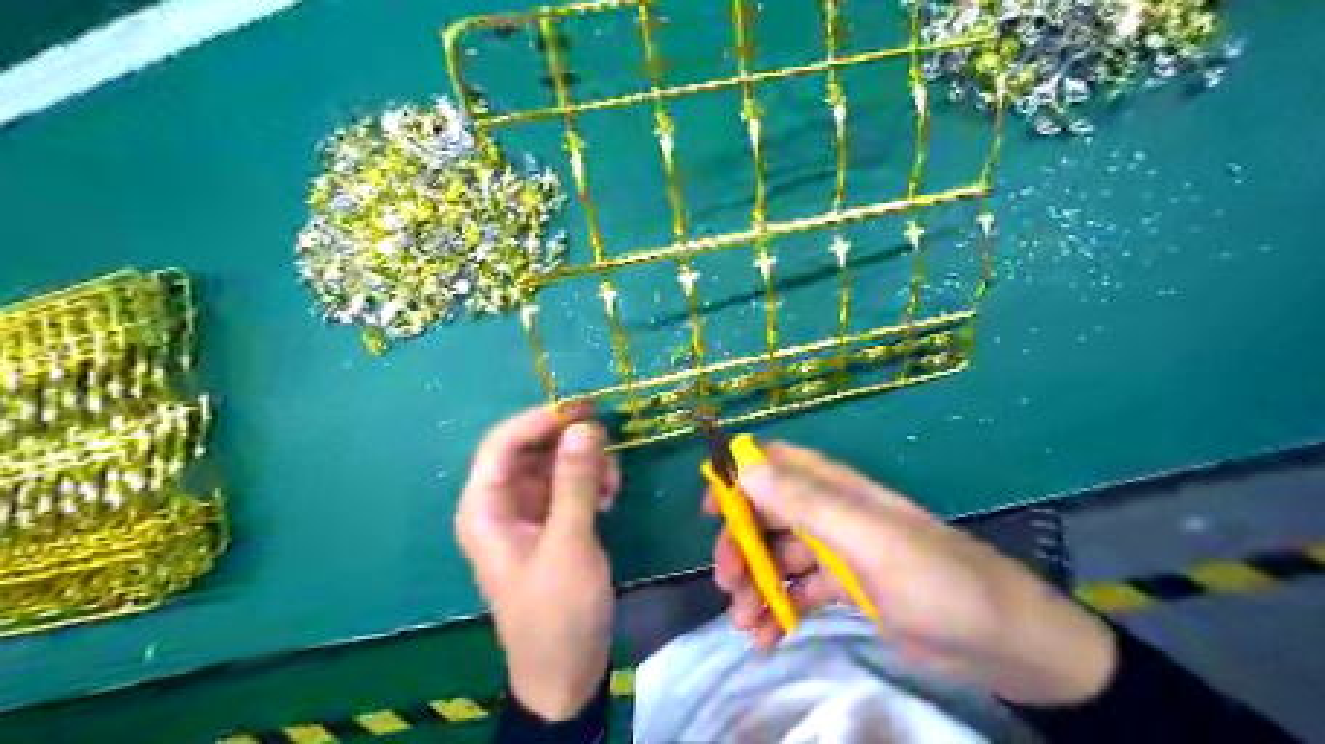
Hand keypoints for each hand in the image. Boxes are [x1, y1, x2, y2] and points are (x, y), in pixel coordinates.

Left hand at [457, 404, 621, 716]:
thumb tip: (583, 426)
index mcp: (485, 509)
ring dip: (584, 465)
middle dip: (568, 444)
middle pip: (529, 451)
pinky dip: (589, 484)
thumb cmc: (558, 611)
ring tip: (612, 483)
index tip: (584, 408)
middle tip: (608, 443)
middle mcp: (500, 505)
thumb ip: (575, 482)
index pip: (502, 444)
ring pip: (553, 466)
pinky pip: (567, 488)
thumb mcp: (570, 543)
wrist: (566, 672)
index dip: (540, 419)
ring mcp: (526, 516)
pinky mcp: (550, 526)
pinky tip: (610, 497)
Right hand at [714, 440, 1116, 709]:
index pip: (777, 463)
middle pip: (768, 516)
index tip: (711, 511)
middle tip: (728, 586)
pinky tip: (767, 641)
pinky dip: (779, 612)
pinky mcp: (848, 591)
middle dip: (742, 547)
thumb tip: (744, 466)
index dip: (739, 477)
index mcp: (838, 490)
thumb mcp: (868, 540)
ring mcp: (839, 554)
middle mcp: (833, 515)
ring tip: (747, 626)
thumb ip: (806, 502)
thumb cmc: (936, 580)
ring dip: (756, 587)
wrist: (1005, 642)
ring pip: (779, 558)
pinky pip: (799, 593)